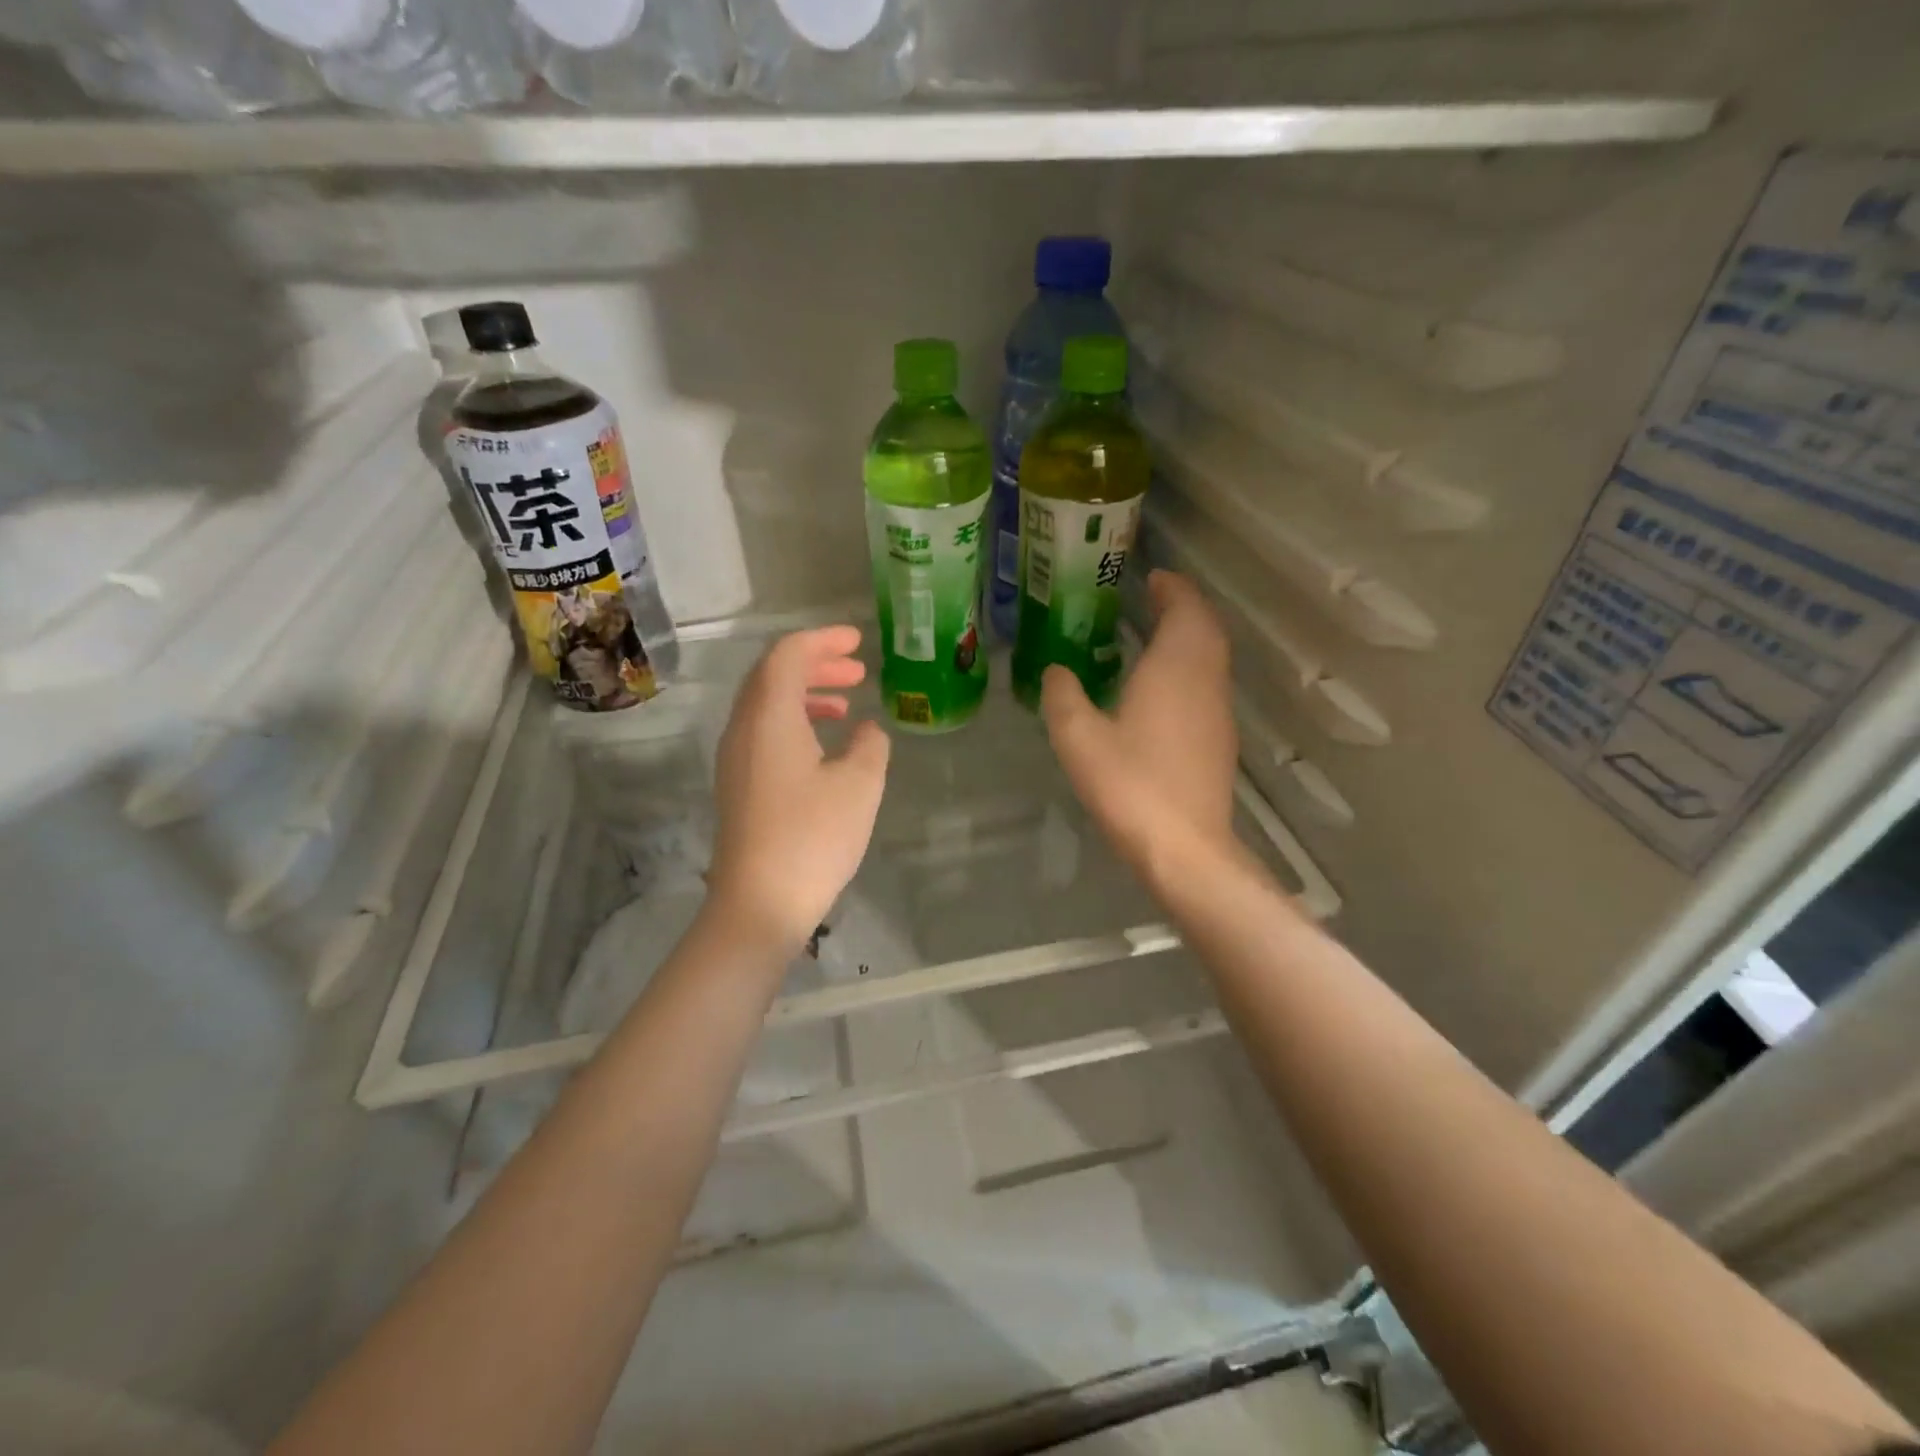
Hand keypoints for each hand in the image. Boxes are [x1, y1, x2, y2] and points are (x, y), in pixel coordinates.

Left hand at [707, 625, 890, 950]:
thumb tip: (867, 730)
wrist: (760, 904)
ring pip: (767, 705)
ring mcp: (736, 758)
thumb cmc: (813, 837)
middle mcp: (743, 728)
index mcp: (769, 716)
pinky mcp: (739, 785)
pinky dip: (795, 722)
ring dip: (806, 693)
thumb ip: (870, 745)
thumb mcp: (859, 785)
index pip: (788, 655)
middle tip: (857, 669)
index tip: (857, 640)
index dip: (823, 640)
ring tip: (847, 703)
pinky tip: (825, 745)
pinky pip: (764, 732)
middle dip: (816, 664)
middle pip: (773, 676)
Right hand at [1041, 571, 1237, 884]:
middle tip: (1154, 599)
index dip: (1172, 588)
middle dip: (1184, 607)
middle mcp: (1205, 681)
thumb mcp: (1079, 739)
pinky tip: (1163, 688)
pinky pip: (1209, 684)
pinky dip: (1191, 667)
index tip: (1153, 577)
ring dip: (1190, 637)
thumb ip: (1063, 696)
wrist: (1184, 848)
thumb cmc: (1130, 785)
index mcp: (1175, 668)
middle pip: (1206, 629)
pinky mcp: (1219, 741)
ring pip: (1212, 657)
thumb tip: (1056, 671)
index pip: (1185, 610)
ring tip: (1155, 635)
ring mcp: (1218, 712)